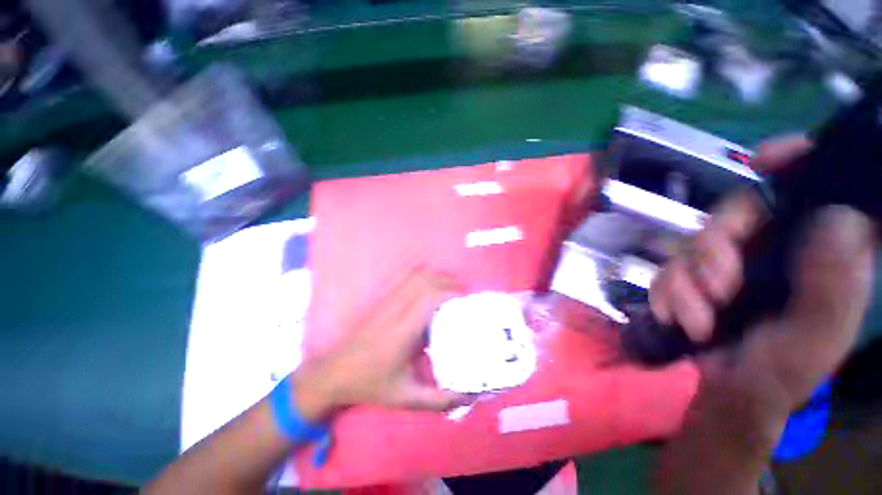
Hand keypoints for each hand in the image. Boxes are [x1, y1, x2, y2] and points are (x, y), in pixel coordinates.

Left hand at [292, 270, 469, 420]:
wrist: (335, 372)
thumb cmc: (371, 384)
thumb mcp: (407, 398)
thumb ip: (440, 400)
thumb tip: (470, 396)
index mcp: (404, 330)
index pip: (430, 297)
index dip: (451, 293)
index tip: (468, 301)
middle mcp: (397, 309)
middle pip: (426, 281)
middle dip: (449, 283)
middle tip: (464, 296)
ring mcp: (389, 302)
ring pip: (416, 277)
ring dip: (437, 278)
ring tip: (452, 290)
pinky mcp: (384, 300)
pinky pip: (407, 280)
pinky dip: (424, 277)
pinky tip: (432, 286)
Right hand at [649, 136, 875, 409]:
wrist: (729, 389)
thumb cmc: (781, 370)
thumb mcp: (815, 336)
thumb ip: (832, 282)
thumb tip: (834, 216)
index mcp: (819, 250)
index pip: (819, 186)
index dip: (798, 160)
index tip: (768, 158)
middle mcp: (775, 245)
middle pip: (738, 210)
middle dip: (716, 244)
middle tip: (717, 287)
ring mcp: (730, 259)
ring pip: (693, 240)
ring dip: (687, 280)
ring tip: (698, 318)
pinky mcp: (694, 274)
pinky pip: (668, 267)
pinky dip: (668, 292)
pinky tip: (678, 317)